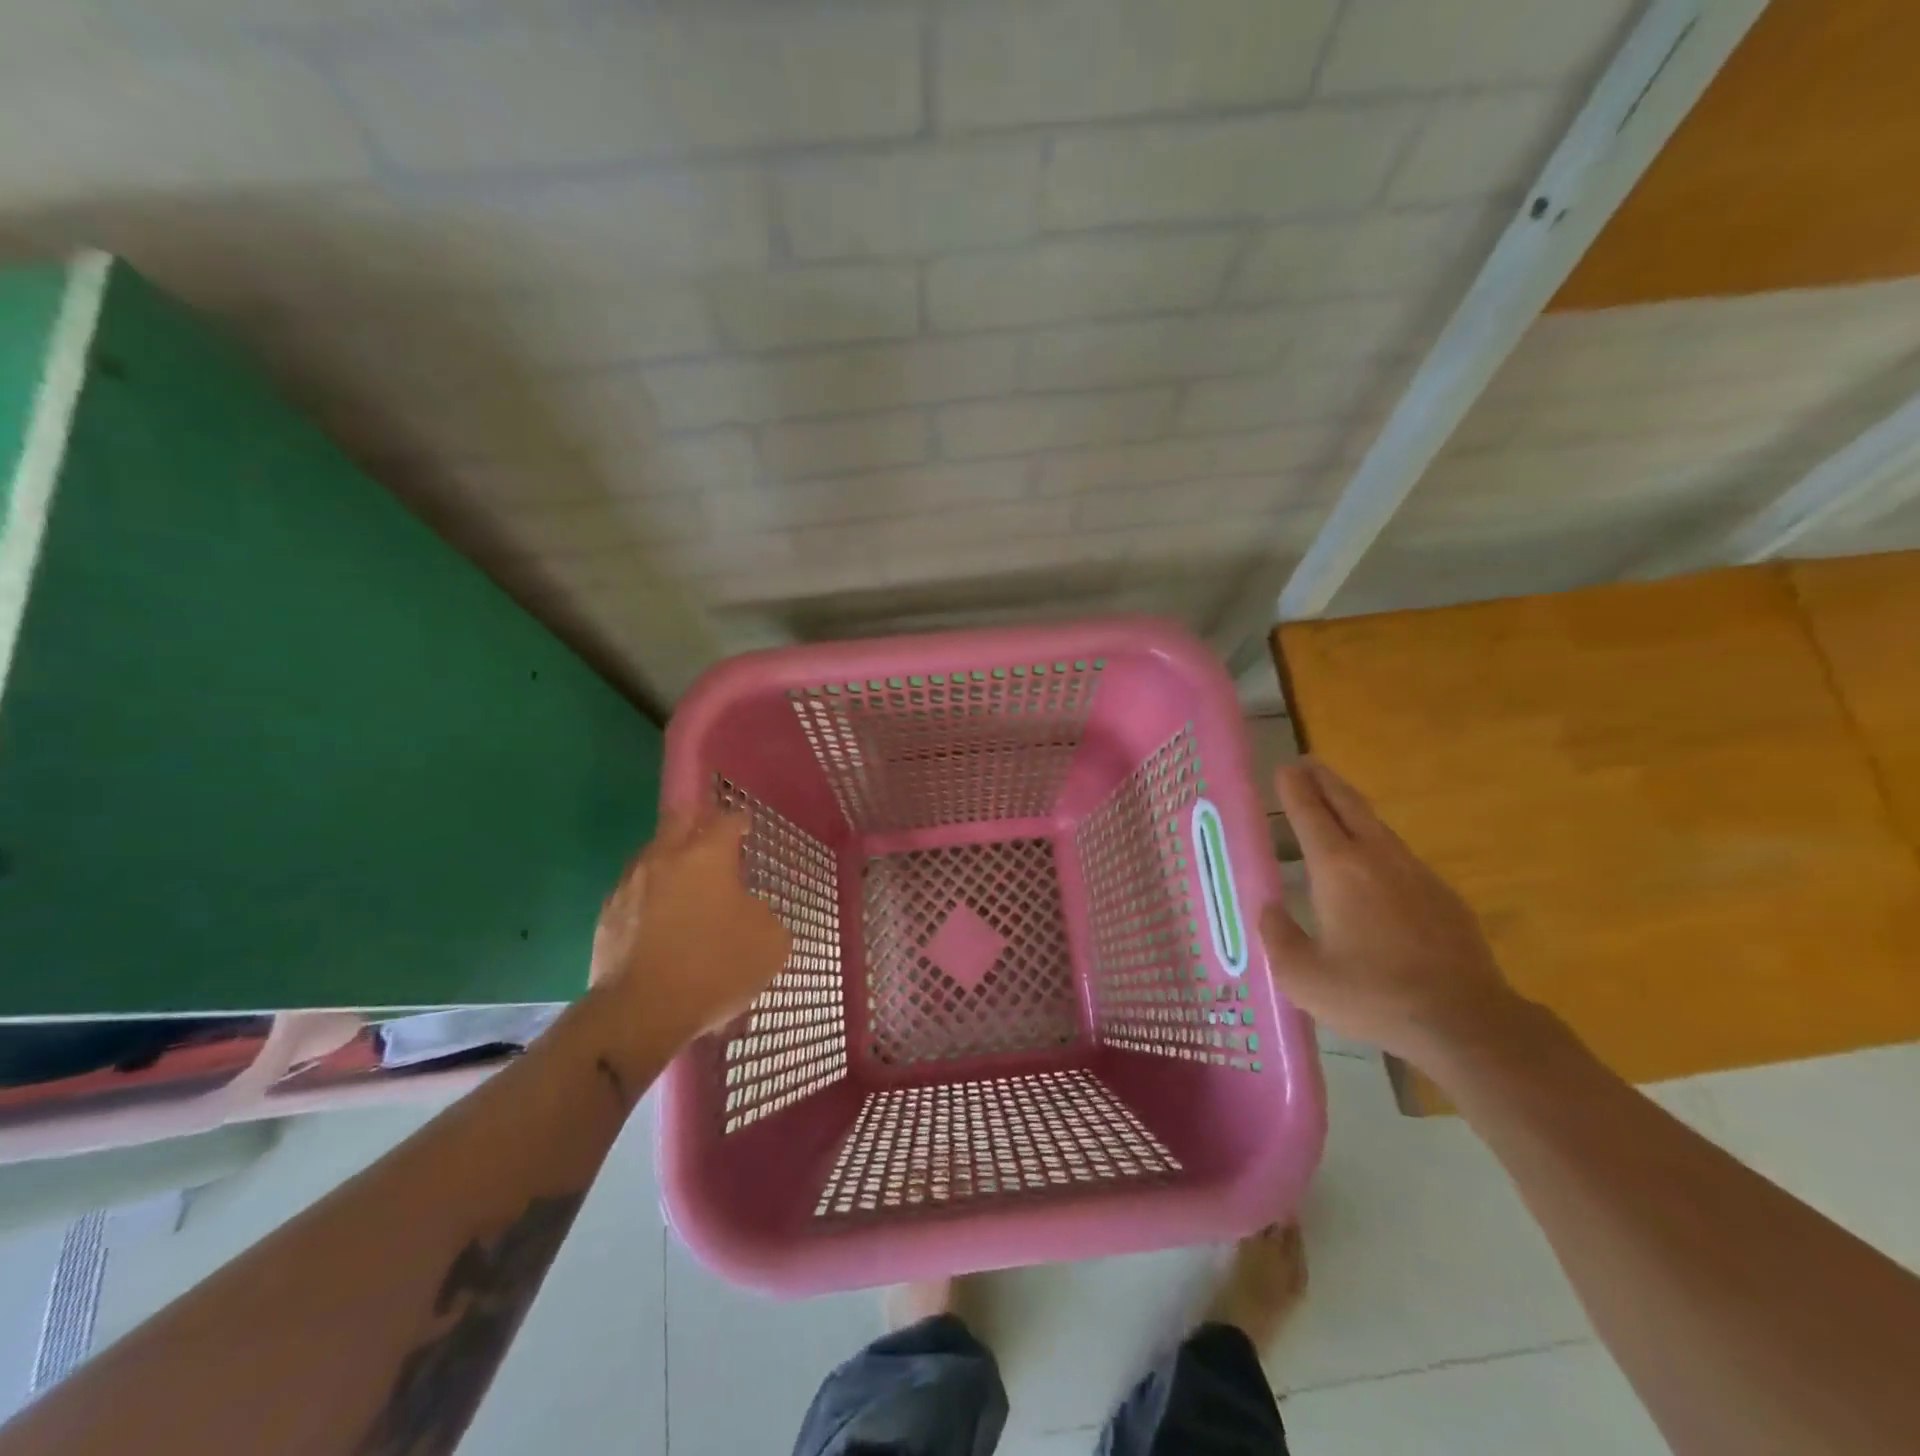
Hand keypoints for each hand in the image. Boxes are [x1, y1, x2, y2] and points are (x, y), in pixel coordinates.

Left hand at [589, 811, 791, 1049]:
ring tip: (687, 885)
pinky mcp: (607, 914)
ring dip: (672, 861)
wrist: (640, 1012)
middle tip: (713, 841)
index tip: (747, 828)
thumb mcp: (770, 942)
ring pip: (653, 854)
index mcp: (707, 855)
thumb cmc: (714, 967)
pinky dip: (652, 896)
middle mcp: (665, 857)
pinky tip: (662, 920)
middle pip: (681, 820)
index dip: (741, 821)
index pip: (728, 820)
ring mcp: (631, 884)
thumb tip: (748, 909)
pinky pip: (635, 890)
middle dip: (698, 823)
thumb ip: (764, 914)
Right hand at [1261, 760, 1528, 1065]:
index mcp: (1336, 868)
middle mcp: (1376, 857)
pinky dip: (1378, 843)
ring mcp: (1416, 873)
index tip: (1284, 767)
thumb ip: (1278, 936)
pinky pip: (1400, 855)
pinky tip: (1375, 863)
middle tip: (1308, 763)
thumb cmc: (1372, 994)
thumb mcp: (1302, 976)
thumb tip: (1271, 909)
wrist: (1465, 1021)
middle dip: (1325, 781)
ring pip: (1378, 827)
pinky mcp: (1442, 895)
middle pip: (1348, 805)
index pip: (1309, 814)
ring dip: (1352, 808)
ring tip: (1336, 803)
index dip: (1294, 789)